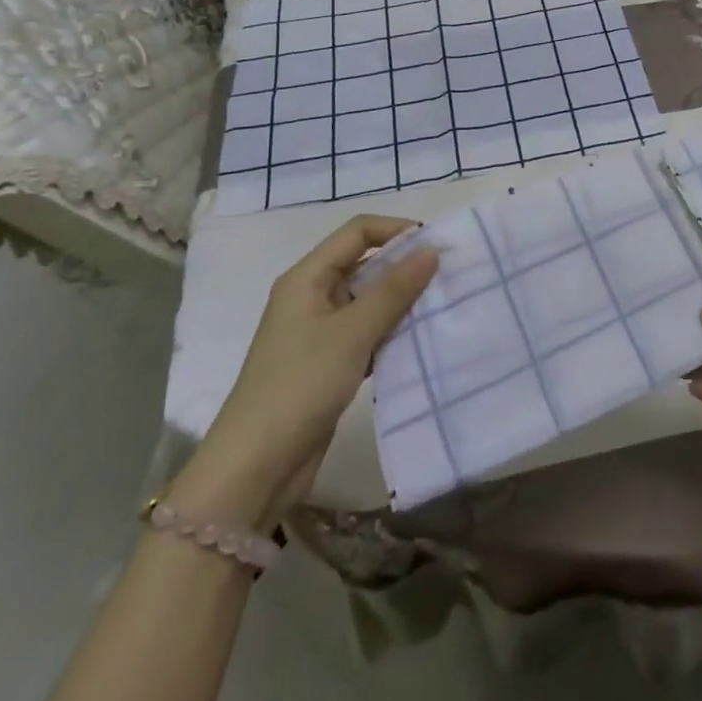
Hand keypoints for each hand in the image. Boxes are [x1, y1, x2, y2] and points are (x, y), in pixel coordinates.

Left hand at [170, 216, 435, 528]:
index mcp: (306, 278)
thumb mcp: (351, 333)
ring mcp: (319, 332)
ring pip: (368, 300)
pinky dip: (391, 332)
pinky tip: (419, 339)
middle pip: (364, 264)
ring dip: (401, 301)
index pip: (357, 232)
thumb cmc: (299, 387)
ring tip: (441, 304)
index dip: (395, 230)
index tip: (435, 245)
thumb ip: (393, 290)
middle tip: (447, 275)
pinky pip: (367, 333)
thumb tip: (431, 250)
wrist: (254, 470)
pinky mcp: (329, 364)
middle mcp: (311, 297)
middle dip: (403, 266)